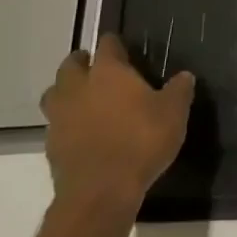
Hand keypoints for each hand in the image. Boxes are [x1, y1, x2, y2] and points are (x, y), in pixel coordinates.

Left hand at [41, 34, 193, 211]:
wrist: (101, 191)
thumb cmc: (141, 141)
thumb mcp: (174, 113)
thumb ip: (179, 90)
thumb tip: (185, 76)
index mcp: (108, 72)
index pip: (107, 45)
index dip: (116, 44)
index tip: (124, 48)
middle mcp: (78, 87)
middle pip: (70, 65)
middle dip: (83, 63)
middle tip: (100, 71)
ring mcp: (59, 116)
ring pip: (55, 93)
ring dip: (68, 92)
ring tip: (87, 100)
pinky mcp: (51, 144)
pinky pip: (56, 123)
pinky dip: (67, 122)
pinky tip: (85, 132)